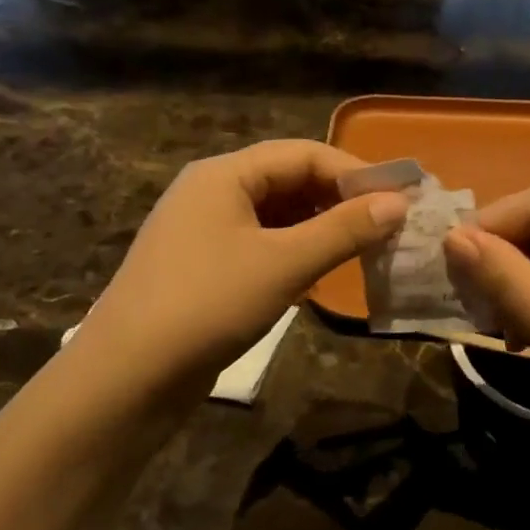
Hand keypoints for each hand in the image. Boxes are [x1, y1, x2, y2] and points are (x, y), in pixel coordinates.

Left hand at [78, 140, 407, 400]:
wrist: (129, 375)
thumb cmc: (209, 305)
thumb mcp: (284, 264)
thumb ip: (343, 230)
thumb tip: (398, 202)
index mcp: (224, 174)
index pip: (303, 154)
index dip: (354, 173)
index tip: (400, 200)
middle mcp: (211, 193)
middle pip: (288, 182)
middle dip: (338, 202)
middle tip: (386, 229)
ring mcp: (203, 232)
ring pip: (275, 218)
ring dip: (318, 230)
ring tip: (361, 253)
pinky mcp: (202, 269)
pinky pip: (259, 247)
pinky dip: (293, 255)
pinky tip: (317, 277)